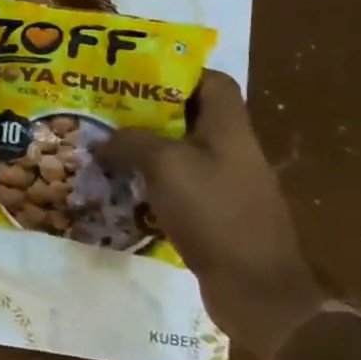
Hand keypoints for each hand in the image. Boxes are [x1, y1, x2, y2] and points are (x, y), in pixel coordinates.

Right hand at [100, 72, 326, 359]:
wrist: (257, 289)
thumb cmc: (214, 213)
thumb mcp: (165, 165)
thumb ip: (131, 142)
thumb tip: (104, 140)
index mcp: (229, 129)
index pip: (212, 81)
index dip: (177, 71)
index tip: (135, 73)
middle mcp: (231, 150)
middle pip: (190, 114)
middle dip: (147, 109)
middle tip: (105, 107)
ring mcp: (225, 183)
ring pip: (180, 150)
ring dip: (144, 146)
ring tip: (104, 144)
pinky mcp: (215, 212)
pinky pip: (178, 183)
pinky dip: (150, 179)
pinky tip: (120, 185)